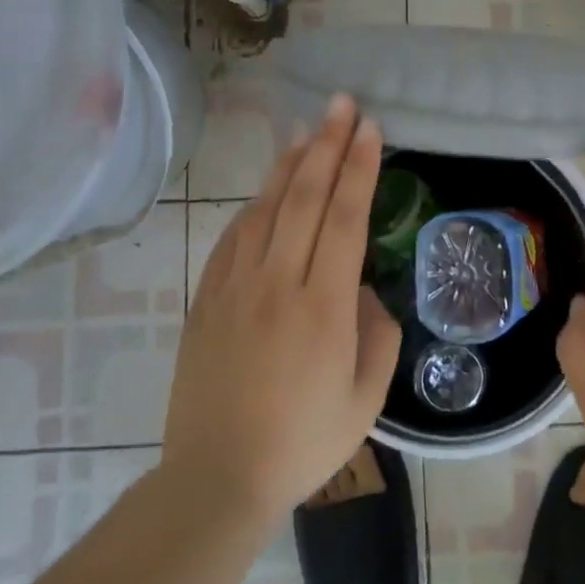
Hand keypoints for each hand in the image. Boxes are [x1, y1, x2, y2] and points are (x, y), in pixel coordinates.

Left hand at [162, 94, 401, 527]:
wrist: (216, 478)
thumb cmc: (302, 443)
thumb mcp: (366, 399)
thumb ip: (378, 334)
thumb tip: (364, 291)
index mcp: (323, 306)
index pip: (344, 216)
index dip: (358, 167)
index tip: (369, 128)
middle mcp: (278, 282)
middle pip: (305, 196)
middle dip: (327, 144)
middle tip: (342, 105)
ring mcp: (235, 286)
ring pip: (266, 207)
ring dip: (290, 163)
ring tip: (307, 129)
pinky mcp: (206, 297)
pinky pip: (233, 236)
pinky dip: (255, 203)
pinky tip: (266, 189)